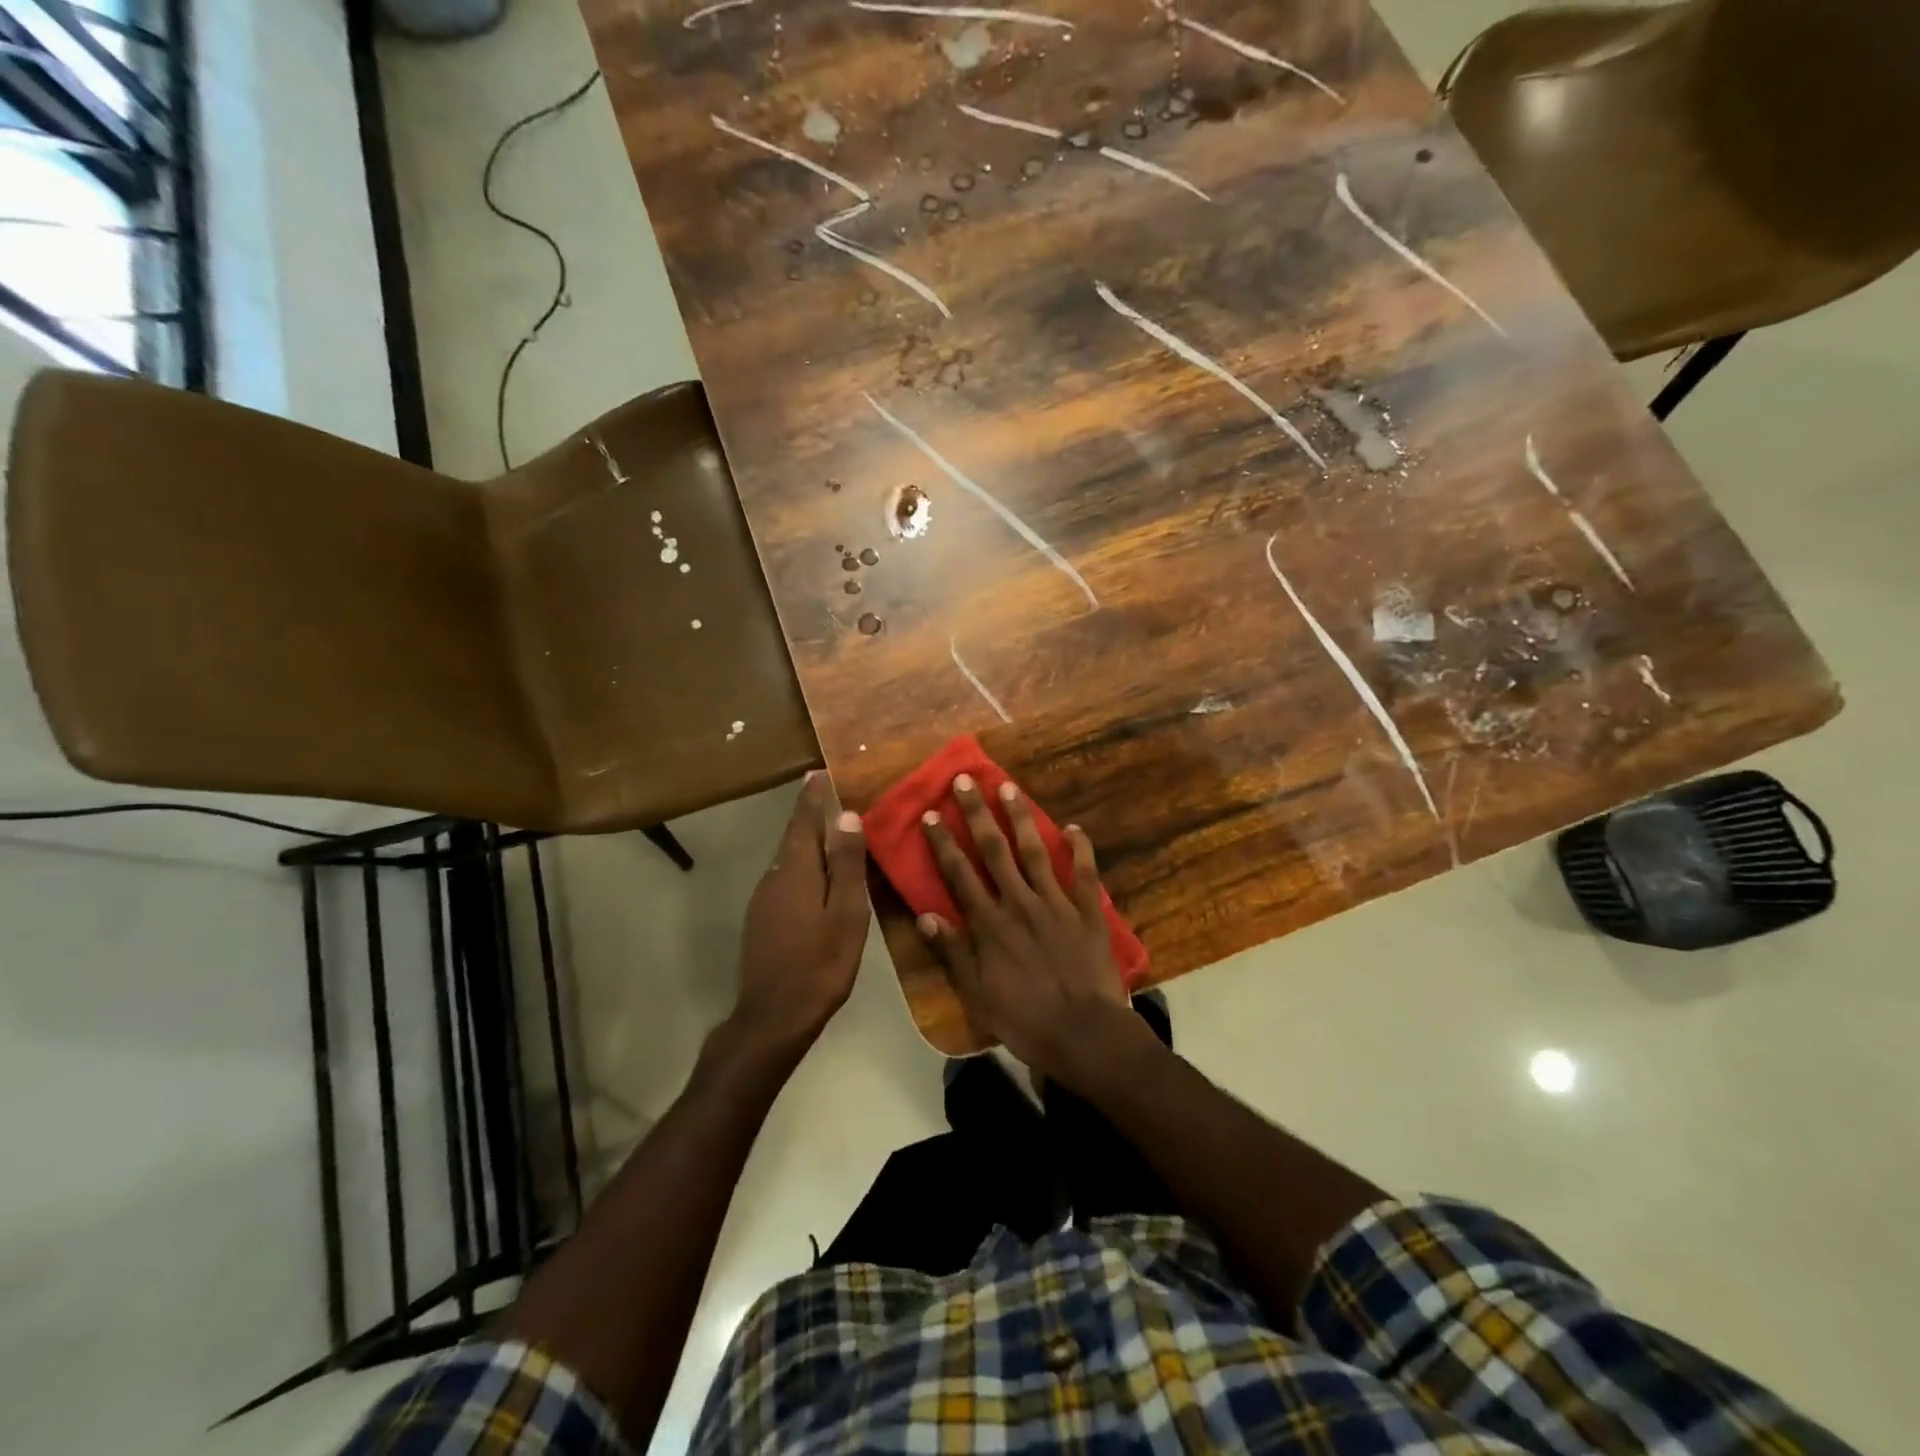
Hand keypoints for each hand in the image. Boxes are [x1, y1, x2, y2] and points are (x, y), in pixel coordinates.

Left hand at [735, 772, 869, 1045]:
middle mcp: (773, 877)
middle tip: (829, 797)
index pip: (802, 821)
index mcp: (795, 870)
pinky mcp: (761, 920)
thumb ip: (845, 864)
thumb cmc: (819, 963)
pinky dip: (803, 867)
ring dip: (807, 843)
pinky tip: (818, 880)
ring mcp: (763, 900)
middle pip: (793, 837)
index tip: (817, 772)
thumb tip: (846, 815)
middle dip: (810, 816)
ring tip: (831, 835)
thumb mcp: (845, 913)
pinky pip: (785, 879)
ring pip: (788, 860)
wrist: (773, 1017)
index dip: (811, 796)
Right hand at [919, 775, 1141, 1082]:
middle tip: (965, 780)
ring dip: (1020, 817)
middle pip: (994, 850)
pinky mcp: (1088, 911)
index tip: (931, 814)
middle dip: (977, 813)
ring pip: (1035, 851)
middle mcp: (1019, 902)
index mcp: (990, 924)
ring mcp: (1056, 903)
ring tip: (1008, 787)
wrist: (1085, 1034)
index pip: (959, 874)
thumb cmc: (1025, 1019)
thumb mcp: (976, 994)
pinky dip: (1080, 848)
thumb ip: (952, 952)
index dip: (943, 842)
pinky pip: (1085, 872)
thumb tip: (924, 915)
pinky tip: (1074, 827)